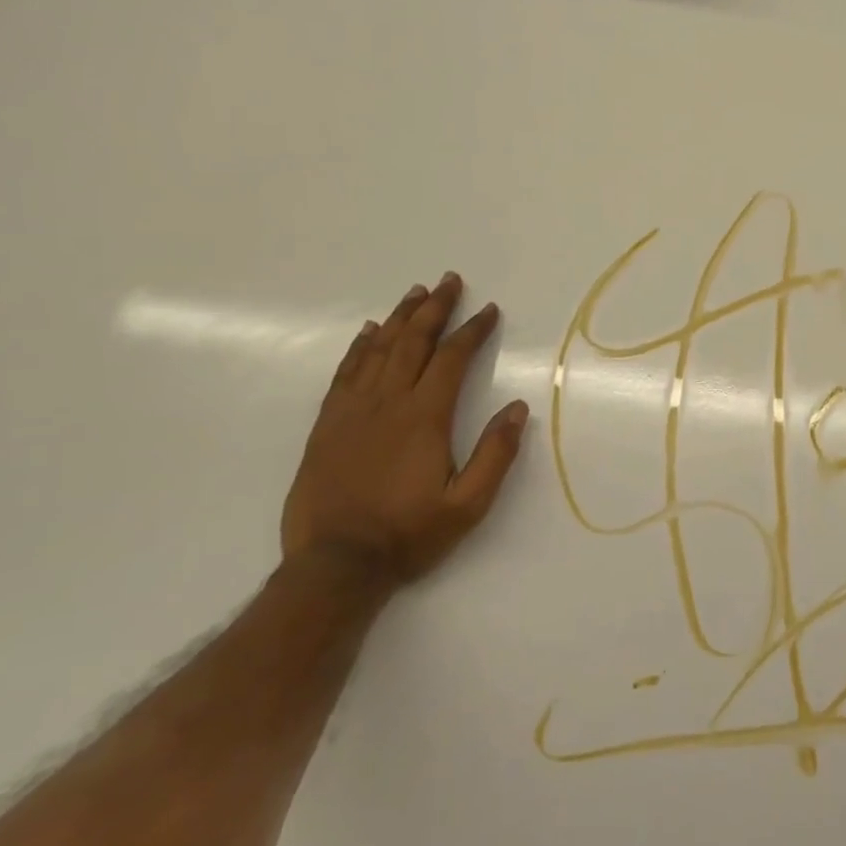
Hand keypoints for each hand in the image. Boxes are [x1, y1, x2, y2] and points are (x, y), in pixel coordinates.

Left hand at [281, 274, 528, 586]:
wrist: (335, 564)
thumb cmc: (409, 534)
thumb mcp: (468, 505)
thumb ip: (496, 455)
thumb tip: (519, 408)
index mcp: (424, 418)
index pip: (451, 360)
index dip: (472, 331)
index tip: (488, 310)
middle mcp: (387, 403)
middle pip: (412, 342)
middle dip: (434, 308)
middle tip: (449, 281)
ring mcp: (352, 411)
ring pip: (377, 350)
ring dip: (399, 318)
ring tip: (415, 293)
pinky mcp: (327, 425)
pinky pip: (345, 373)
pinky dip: (359, 347)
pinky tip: (368, 332)